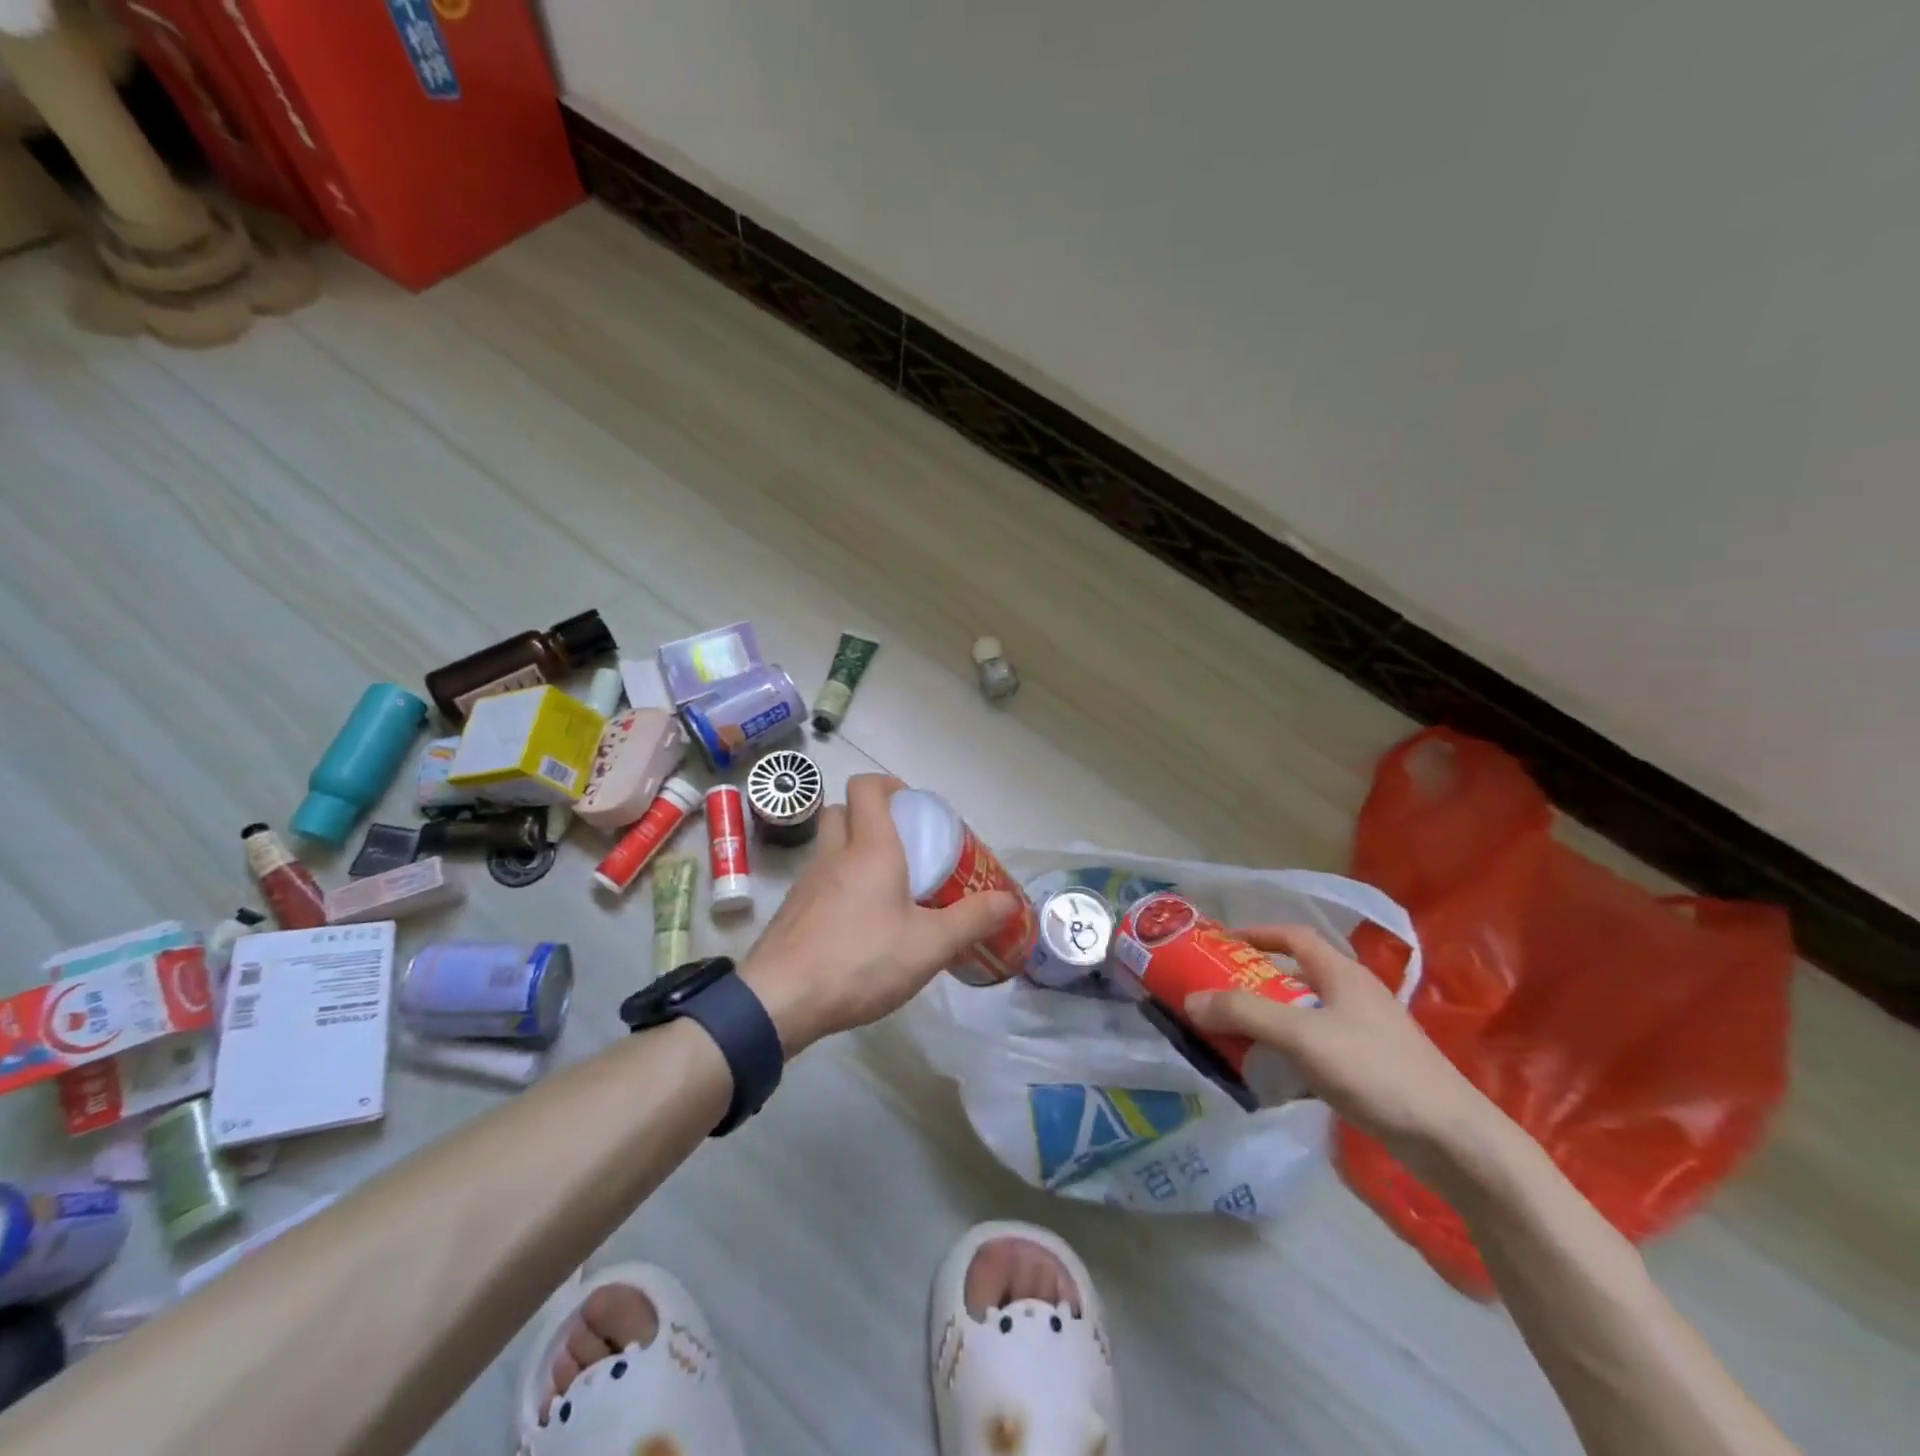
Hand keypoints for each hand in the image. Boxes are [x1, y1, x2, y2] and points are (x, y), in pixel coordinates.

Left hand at [739, 774, 1018, 1055]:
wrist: (780, 1001)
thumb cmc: (861, 959)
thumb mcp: (929, 945)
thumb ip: (972, 920)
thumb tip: (1010, 901)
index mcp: (869, 849)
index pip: (866, 788)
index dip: (888, 784)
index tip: (912, 804)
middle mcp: (833, 855)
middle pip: (842, 812)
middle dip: (868, 816)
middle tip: (901, 844)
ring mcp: (806, 884)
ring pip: (828, 848)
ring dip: (852, 853)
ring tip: (885, 887)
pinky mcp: (791, 913)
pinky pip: (818, 882)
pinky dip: (837, 886)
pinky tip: (857, 924)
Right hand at [1184, 925, 1496, 1175]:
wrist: (1452, 1141)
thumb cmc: (1375, 1070)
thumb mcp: (1302, 1035)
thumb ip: (1244, 1013)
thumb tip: (1191, 1002)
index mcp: (1342, 973)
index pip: (1293, 936)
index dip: (1257, 933)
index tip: (1220, 944)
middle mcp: (1353, 996)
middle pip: (1294, 977)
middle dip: (1253, 983)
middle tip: (1215, 995)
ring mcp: (1364, 1034)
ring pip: (1303, 1016)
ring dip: (1268, 1022)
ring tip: (1232, 1036)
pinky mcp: (1369, 1070)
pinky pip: (1315, 1050)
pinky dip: (1288, 1055)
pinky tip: (1269, 1077)